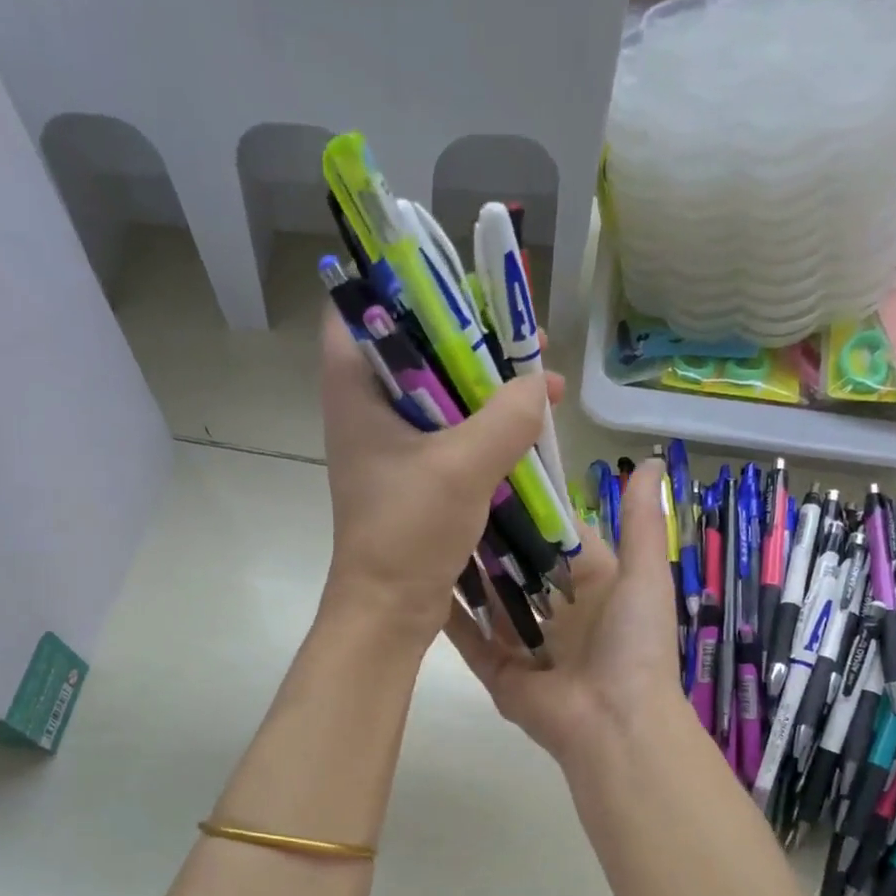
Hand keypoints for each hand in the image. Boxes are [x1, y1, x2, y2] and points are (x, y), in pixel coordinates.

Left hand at [319, 309, 562, 636]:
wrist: (388, 610)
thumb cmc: (409, 532)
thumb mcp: (464, 466)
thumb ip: (508, 416)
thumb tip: (541, 384)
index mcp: (354, 390)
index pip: (358, 307)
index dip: (405, 286)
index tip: (460, 287)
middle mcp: (363, 407)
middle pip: (412, 344)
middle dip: (467, 334)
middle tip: (519, 333)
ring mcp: (387, 443)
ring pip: (435, 390)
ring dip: (482, 383)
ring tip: (537, 376)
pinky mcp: (409, 472)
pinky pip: (447, 430)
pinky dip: (481, 424)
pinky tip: (525, 428)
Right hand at [446, 459, 688, 764]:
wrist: (616, 724)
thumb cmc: (634, 644)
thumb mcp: (645, 575)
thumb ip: (641, 523)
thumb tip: (652, 461)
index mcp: (594, 589)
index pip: (558, 540)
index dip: (534, 510)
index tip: (500, 471)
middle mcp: (558, 615)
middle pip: (518, 570)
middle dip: (493, 539)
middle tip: (454, 497)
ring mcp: (524, 645)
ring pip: (490, 601)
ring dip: (467, 572)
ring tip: (431, 529)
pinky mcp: (497, 671)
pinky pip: (469, 637)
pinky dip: (449, 613)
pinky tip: (421, 579)